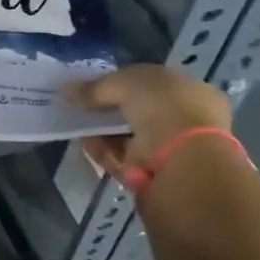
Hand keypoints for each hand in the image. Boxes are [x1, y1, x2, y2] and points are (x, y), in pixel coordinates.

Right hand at [69, 65, 232, 189]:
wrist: (185, 163)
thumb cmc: (163, 108)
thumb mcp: (124, 83)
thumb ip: (95, 87)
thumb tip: (67, 90)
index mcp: (191, 90)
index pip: (153, 82)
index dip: (123, 82)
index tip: (96, 86)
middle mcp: (187, 119)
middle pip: (140, 112)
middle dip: (110, 111)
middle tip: (84, 108)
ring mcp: (175, 150)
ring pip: (130, 138)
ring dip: (104, 133)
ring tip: (80, 128)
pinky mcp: (159, 176)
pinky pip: (126, 160)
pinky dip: (106, 153)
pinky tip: (89, 146)